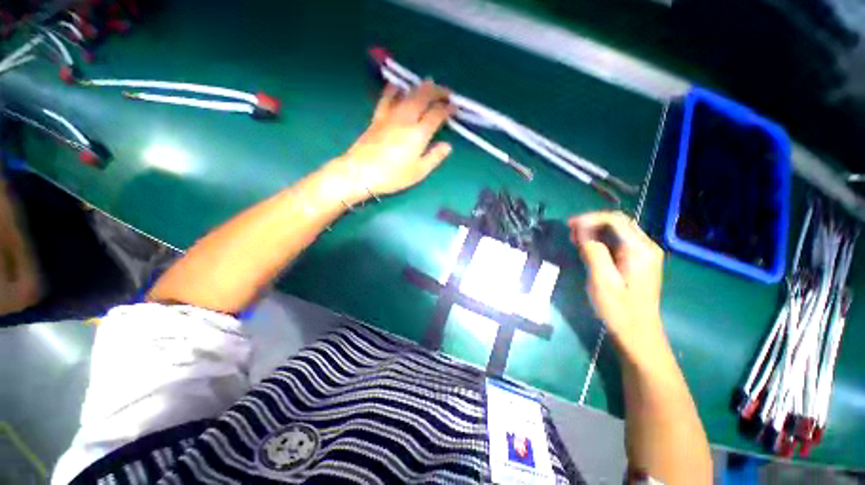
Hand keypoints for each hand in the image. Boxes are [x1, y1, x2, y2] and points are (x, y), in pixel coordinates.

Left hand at [331, 82, 455, 200]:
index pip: (437, 114)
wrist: (361, 172)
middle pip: (424, 96)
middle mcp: (406, 118)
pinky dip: (394, 88)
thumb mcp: (418, 172)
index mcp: (419, 133)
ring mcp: (390, 115)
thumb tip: (447, 145)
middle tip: (446, 92)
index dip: (447, 108)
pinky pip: (387, 97)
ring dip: (420, 86)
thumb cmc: (392, 176)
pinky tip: (398, 86)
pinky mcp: (378, 116)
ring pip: (408, 93)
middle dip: (437, 91)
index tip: (454, 107)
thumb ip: (434, 157)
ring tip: (428, 84)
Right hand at [569, 211, 666, 356]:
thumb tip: (582, 231)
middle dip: (592, 223)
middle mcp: (646, 247)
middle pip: (618, 222)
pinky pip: (618, 243)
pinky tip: (587, 248)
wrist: (638, 334)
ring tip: (574, 239)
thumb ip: (593, 252)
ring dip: (595, 231)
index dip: (590, 218)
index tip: (569, 225)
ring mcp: (644, 255)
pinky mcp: (638, 262)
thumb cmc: (619, 309)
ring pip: (617, 231)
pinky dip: (600, 241)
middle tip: (570, 232)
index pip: (615, 220)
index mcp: (640, 249)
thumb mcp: (602, 280)